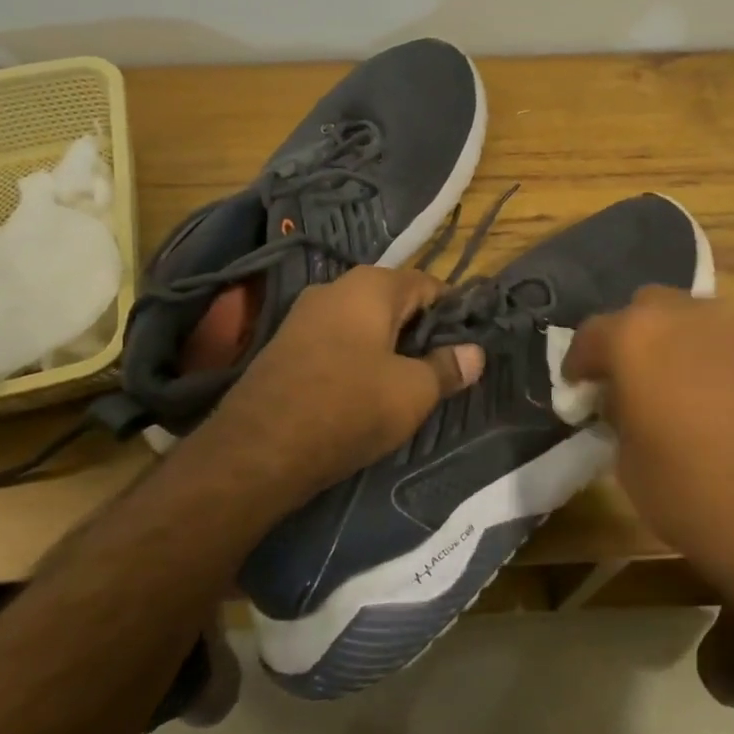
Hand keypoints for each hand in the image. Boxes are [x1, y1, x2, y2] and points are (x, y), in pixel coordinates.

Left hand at [193, 266, 483, 500]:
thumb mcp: (413, 392)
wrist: (258, 449)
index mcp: (371, 286)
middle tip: (443, 367)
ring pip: (363, 323)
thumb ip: (447, 367)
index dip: (454, 312)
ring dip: (389, 347)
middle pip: (394, 301)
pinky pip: (336, 342)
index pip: (428, 285)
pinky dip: (358, 359)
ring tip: (408, 383)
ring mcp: (304, 315)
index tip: (470, 343)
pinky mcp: (284, 345)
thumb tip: (475, 352)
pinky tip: (365, 391)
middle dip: (421, 331)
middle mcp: (335, 287)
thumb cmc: (349, 407)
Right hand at [563, 288, 733, 588]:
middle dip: (627, 340)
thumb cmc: (696, 495)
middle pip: (643, 311)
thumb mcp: (630, 465)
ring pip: (687, 320)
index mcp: (636, 337)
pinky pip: (723, 343)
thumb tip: (623, 403)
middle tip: (623, 384)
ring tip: (667, 393)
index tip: (576, 392)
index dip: (578, 365)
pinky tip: (709, 403)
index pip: (591, 335)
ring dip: (669, 346)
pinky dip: (706, 360)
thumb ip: (618, 418)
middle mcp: (684, 316)